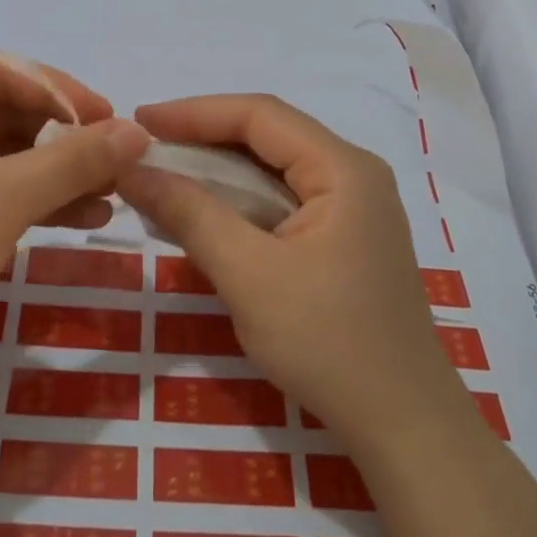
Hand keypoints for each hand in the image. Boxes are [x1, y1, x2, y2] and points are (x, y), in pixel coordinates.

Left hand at [0, 51, 150, 348]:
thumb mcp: (0, 200)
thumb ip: (72, 161)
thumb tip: (139, 132)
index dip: (58, 89)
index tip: (108, 119)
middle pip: (3, 113)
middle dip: (64, 137)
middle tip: (116, 159)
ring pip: (4, 157)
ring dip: (58, 172)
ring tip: (111, 193)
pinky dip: (38, 201)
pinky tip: (85, 217)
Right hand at [117, 94, 471, 453]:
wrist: (403, 425)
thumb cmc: (328, 344)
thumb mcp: (249, 275)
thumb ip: (191, 214)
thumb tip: (132, 169)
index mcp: (343, 169)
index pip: (260, 115)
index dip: (195, 111)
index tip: (139, 120)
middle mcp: (353, 175)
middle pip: (269, 136)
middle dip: (204, 138)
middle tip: (146, 148)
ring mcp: (354, 208)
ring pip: (274, 169)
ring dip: (219, 171)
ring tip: (165, 175)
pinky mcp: (345, 238)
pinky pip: (283, 200)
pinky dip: (240, 201)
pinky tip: (206, 213)